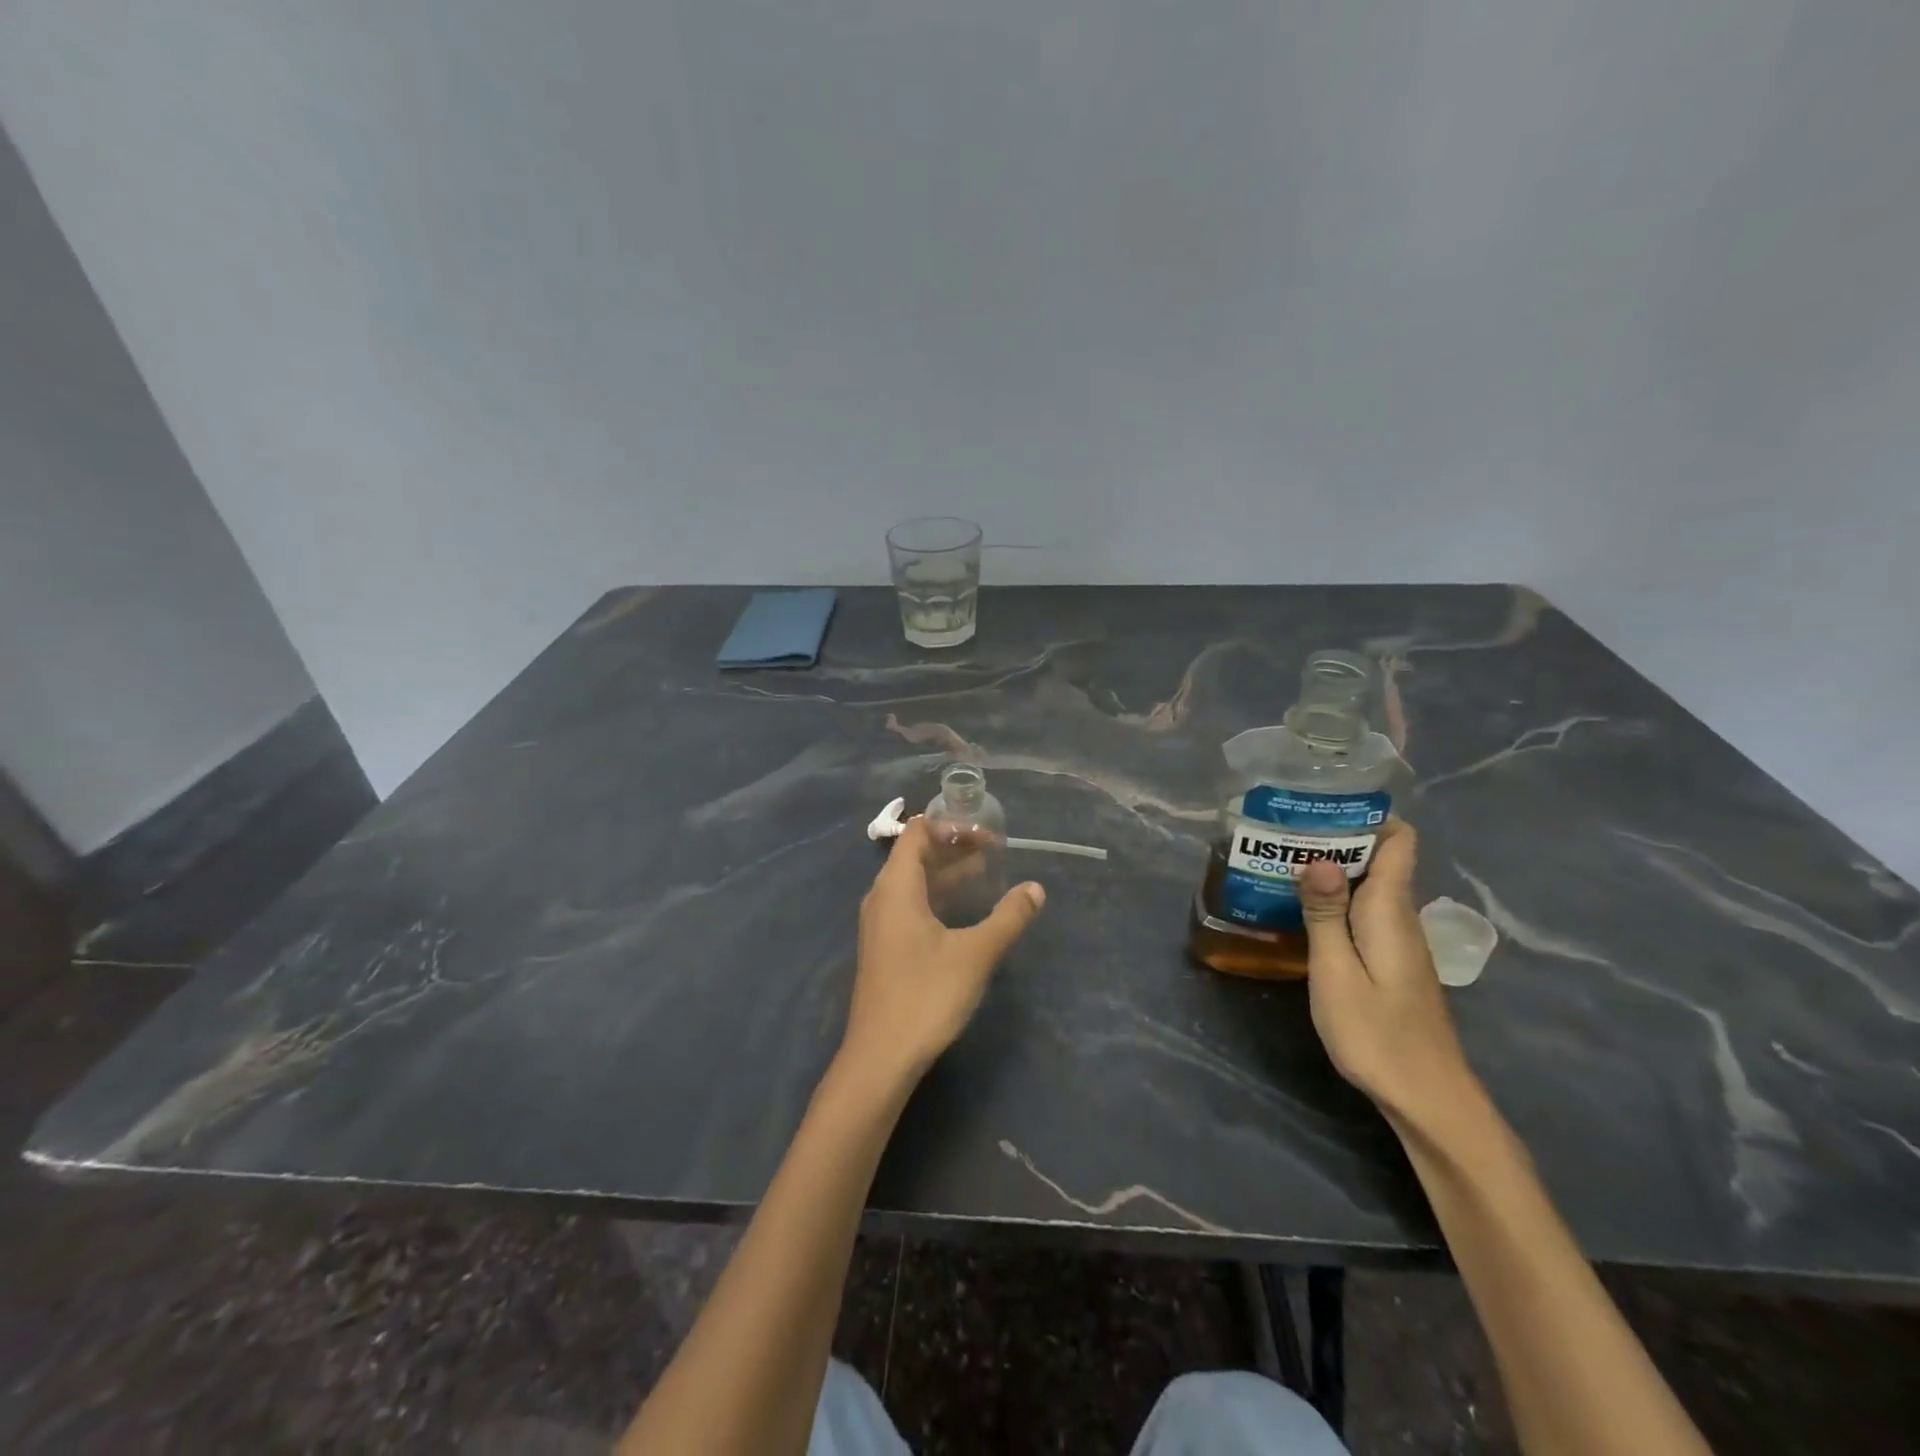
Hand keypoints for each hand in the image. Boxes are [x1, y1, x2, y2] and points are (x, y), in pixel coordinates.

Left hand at [841, 816, 1044, 1089]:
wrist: (881, 1057)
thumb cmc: (926, 996)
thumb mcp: (975, 954)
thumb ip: (1008, 917)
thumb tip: (1035, 889)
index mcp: (896, 887)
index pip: (917, 833)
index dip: (950, 826)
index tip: (986, 833)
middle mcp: (882, 897)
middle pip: (915, 854)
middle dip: (953, 847)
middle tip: (994, 849)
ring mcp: (880, 923)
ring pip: (913, 881)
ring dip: (947, 872)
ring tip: (987, 870)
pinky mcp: (885, 946)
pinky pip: (911, 904)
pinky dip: (938, 895)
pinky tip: (964, 908)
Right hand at [1297, 821, 1475, 1120]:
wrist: (1427, 1097)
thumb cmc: (1377, 1033)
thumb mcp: (1337, 972)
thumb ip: (1326, 913)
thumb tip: (1317, 857)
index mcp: (1390, 909)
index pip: (1398, 840)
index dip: (1367, 816)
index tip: (1320, 807)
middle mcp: (1400, 915)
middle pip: (1378, 857)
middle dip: (1334, 839)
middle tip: (1281, 832)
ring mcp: (1398, 939)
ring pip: (1369, 884)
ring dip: (1331, 870)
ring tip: (1282, 863)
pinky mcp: (1392, 960)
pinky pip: (1365, 911)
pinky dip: (1336, 900)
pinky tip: (1302, 910)